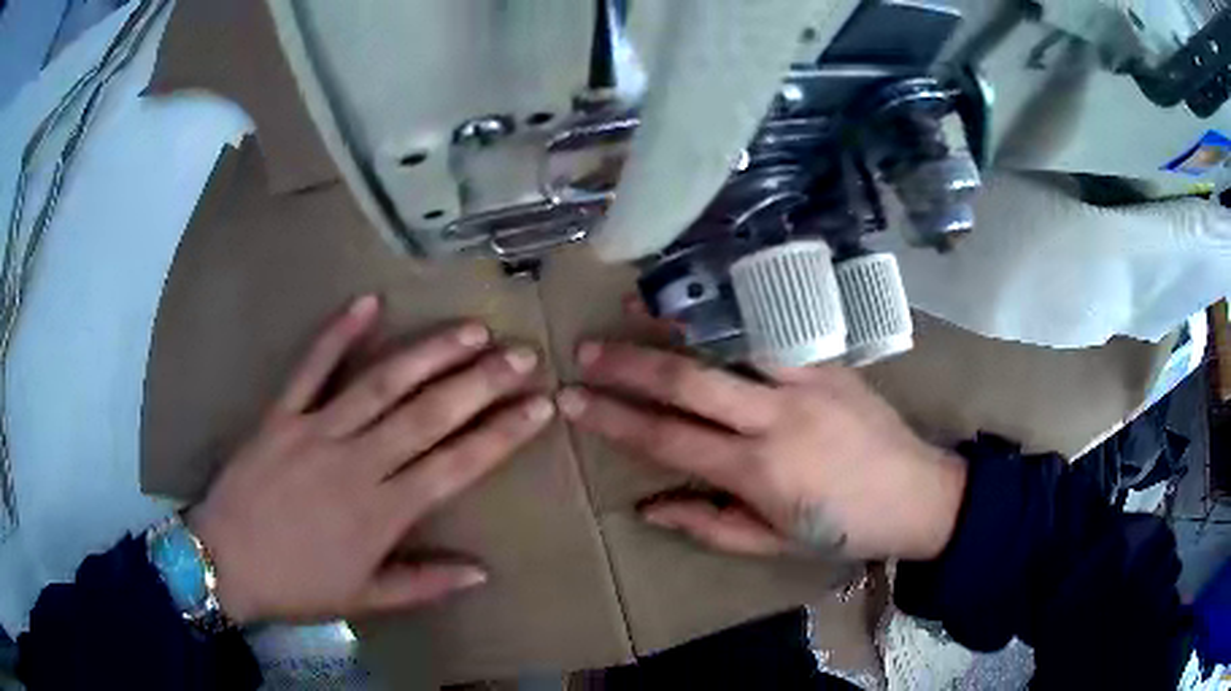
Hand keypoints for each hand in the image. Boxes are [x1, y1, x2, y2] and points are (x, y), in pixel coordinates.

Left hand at [186, 296, 553, 623]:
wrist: (223, 563)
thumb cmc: (297, 585)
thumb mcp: (365, 599)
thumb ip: (424, 583)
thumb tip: (482, 571)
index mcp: (382, 513)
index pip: (456, 465)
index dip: (502, 434)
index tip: (539, 407)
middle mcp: (356, 462)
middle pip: (429, 414)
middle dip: (481, 382)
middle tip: (521, 353)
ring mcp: (316, 430)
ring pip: (381, 383)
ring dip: (429, 353)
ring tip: (470, 330)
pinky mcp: (280, 414)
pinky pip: (310, 367)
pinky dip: (338, 333)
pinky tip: (369, 303)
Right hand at [556, 342, 966, 560]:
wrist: (919, 493)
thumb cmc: (843, 529)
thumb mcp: (773, 543)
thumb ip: (708, 524)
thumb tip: (647, 505)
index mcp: (760, 470)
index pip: (668, 438)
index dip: (613, 419)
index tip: (572, 400)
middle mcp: (778, 415)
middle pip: (688, 379)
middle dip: (628, 364)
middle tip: (584, 351)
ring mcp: (807, 378)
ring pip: (730, 339)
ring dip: (677, 322)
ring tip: (632, 307)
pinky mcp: (829, 359)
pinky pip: (771, 329)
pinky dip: (730, 315)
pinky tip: (703, 305)